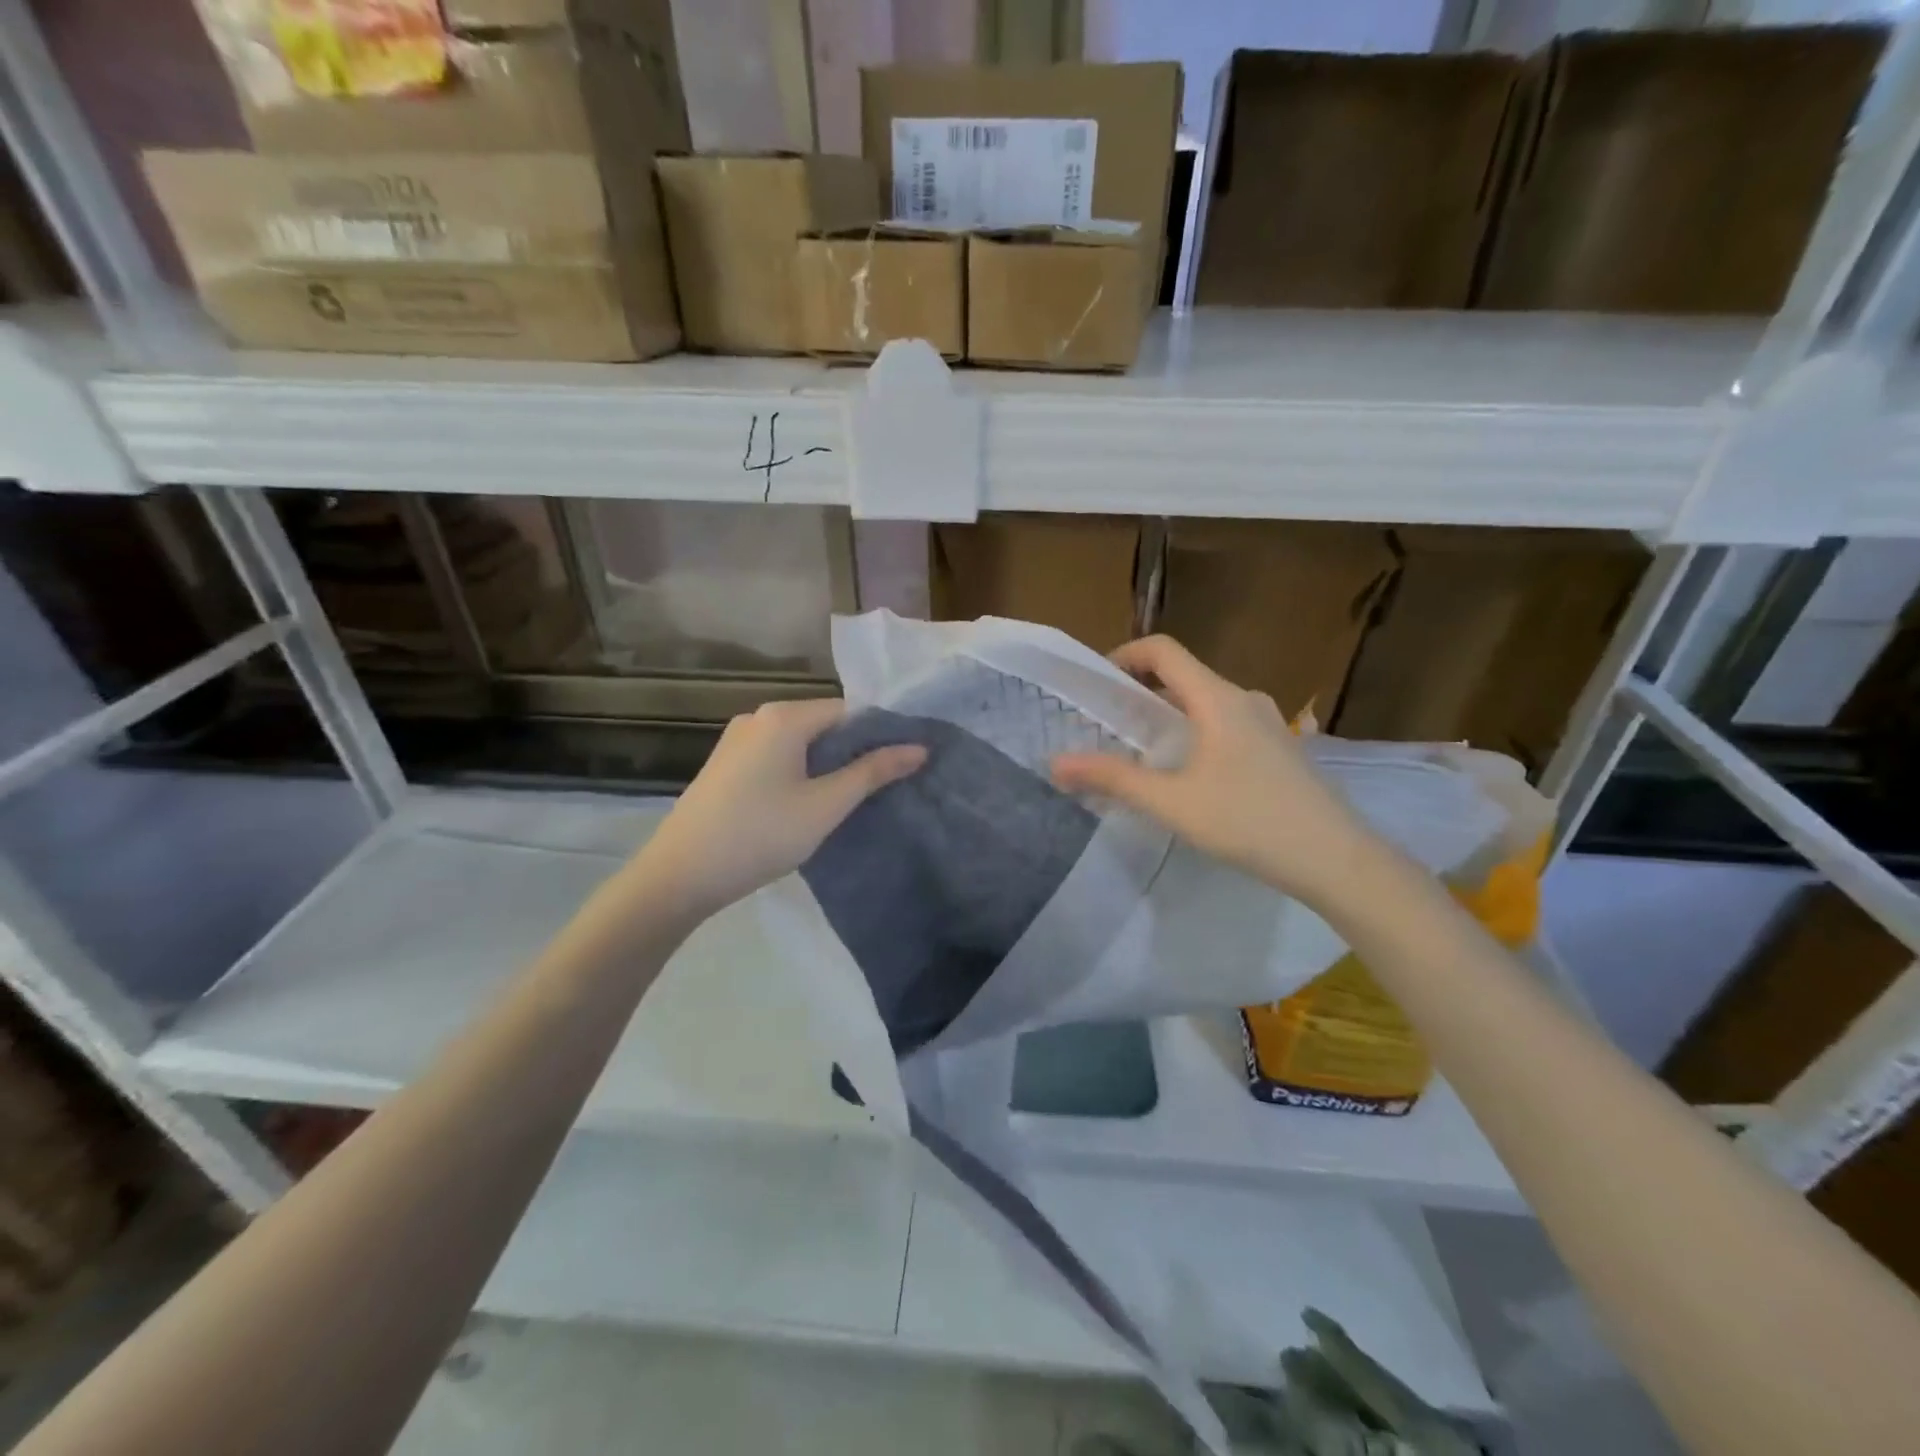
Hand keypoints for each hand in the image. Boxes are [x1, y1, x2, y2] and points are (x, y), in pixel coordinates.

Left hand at [630, 698, 924, 919]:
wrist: (679, 875)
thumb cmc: (760, 834)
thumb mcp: (826, 805)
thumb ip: (872, 772)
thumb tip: (919, 748)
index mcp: (783, 716)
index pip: (849, 710)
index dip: (880, 733)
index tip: (905, 761)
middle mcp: (758, 716)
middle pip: (823, 723)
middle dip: (855, 750)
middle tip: (886, 783)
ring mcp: (736, 740)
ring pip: (799, 742)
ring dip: (827, 763)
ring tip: (854, 796)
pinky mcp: (725, 764)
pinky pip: (776, 756)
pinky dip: (800, 771)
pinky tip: (809, 801)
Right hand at [1051, 636, 1370, 902]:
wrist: (1336, 859)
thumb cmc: (1249, 821)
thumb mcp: (1172, 802)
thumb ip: (1113, 779)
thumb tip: (1056, 762)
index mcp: (1217, 698)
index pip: (1163, 650)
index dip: (1124, 655)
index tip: (1097, 684)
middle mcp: (1244, 698)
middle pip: (1183, 676)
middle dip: (1141, 693)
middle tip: (1109, 727)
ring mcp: (1269, 723)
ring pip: (1206, 703)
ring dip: (1170, 716)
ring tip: (1143, 754)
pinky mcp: (1280, 748)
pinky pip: (1227, 724)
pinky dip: (1196, 733)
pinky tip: (1190, 776)